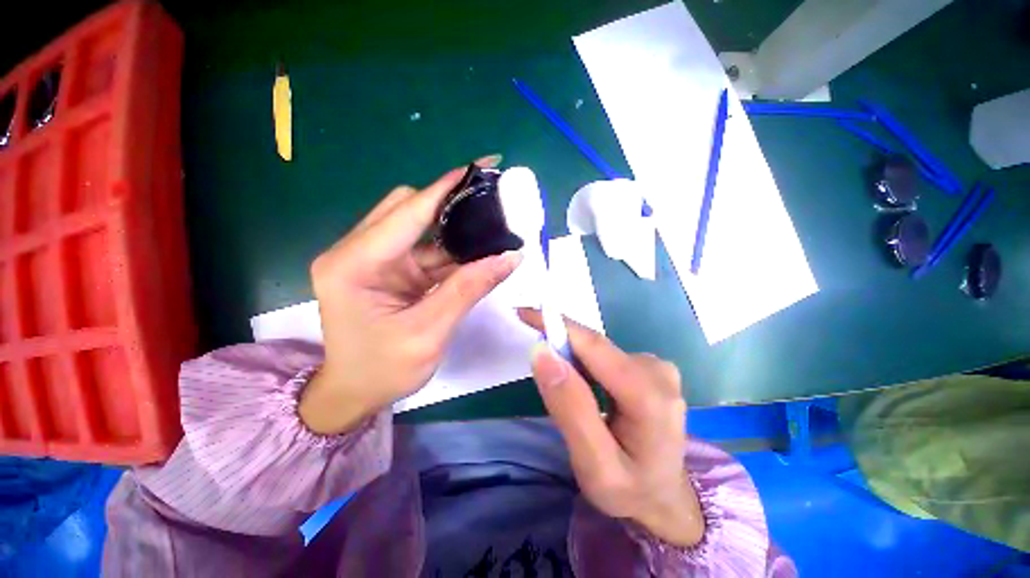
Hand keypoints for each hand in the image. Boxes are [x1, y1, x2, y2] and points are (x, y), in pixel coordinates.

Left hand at [299, 156, 521, 434]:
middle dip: (449, 204)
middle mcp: (356, 252)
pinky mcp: (387, 269)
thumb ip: (468, 289)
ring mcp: (372, 260)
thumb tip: (510, 258)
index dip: (443, 189)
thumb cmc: (384, 370)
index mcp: (352, 265)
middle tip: (489, 204)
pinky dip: (449, 250)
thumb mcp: (429, 332)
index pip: (405, 213)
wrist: (356, 392)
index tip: (477, 168)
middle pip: (407, 209)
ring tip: (489, 226)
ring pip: (418, 227)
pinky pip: (423, 248)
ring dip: (452, 228)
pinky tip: (474, 252)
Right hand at [519, 309, 703, 547]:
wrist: (665, 499)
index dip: (557, 325)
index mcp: (649, 396)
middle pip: (596, 346)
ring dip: (571, 355)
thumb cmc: (629, 490)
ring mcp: (657, 367)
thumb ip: (569, 407)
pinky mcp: (650, 368)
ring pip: (599, 350)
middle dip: (559, 341)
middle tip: (533, 353)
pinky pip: (606, 356)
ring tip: (556, 380)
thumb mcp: (593, 464)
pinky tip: (580, 383)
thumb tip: (542, 353)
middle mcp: (657, 371)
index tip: (524, 314)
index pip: (593, 346)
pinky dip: (584, 362)